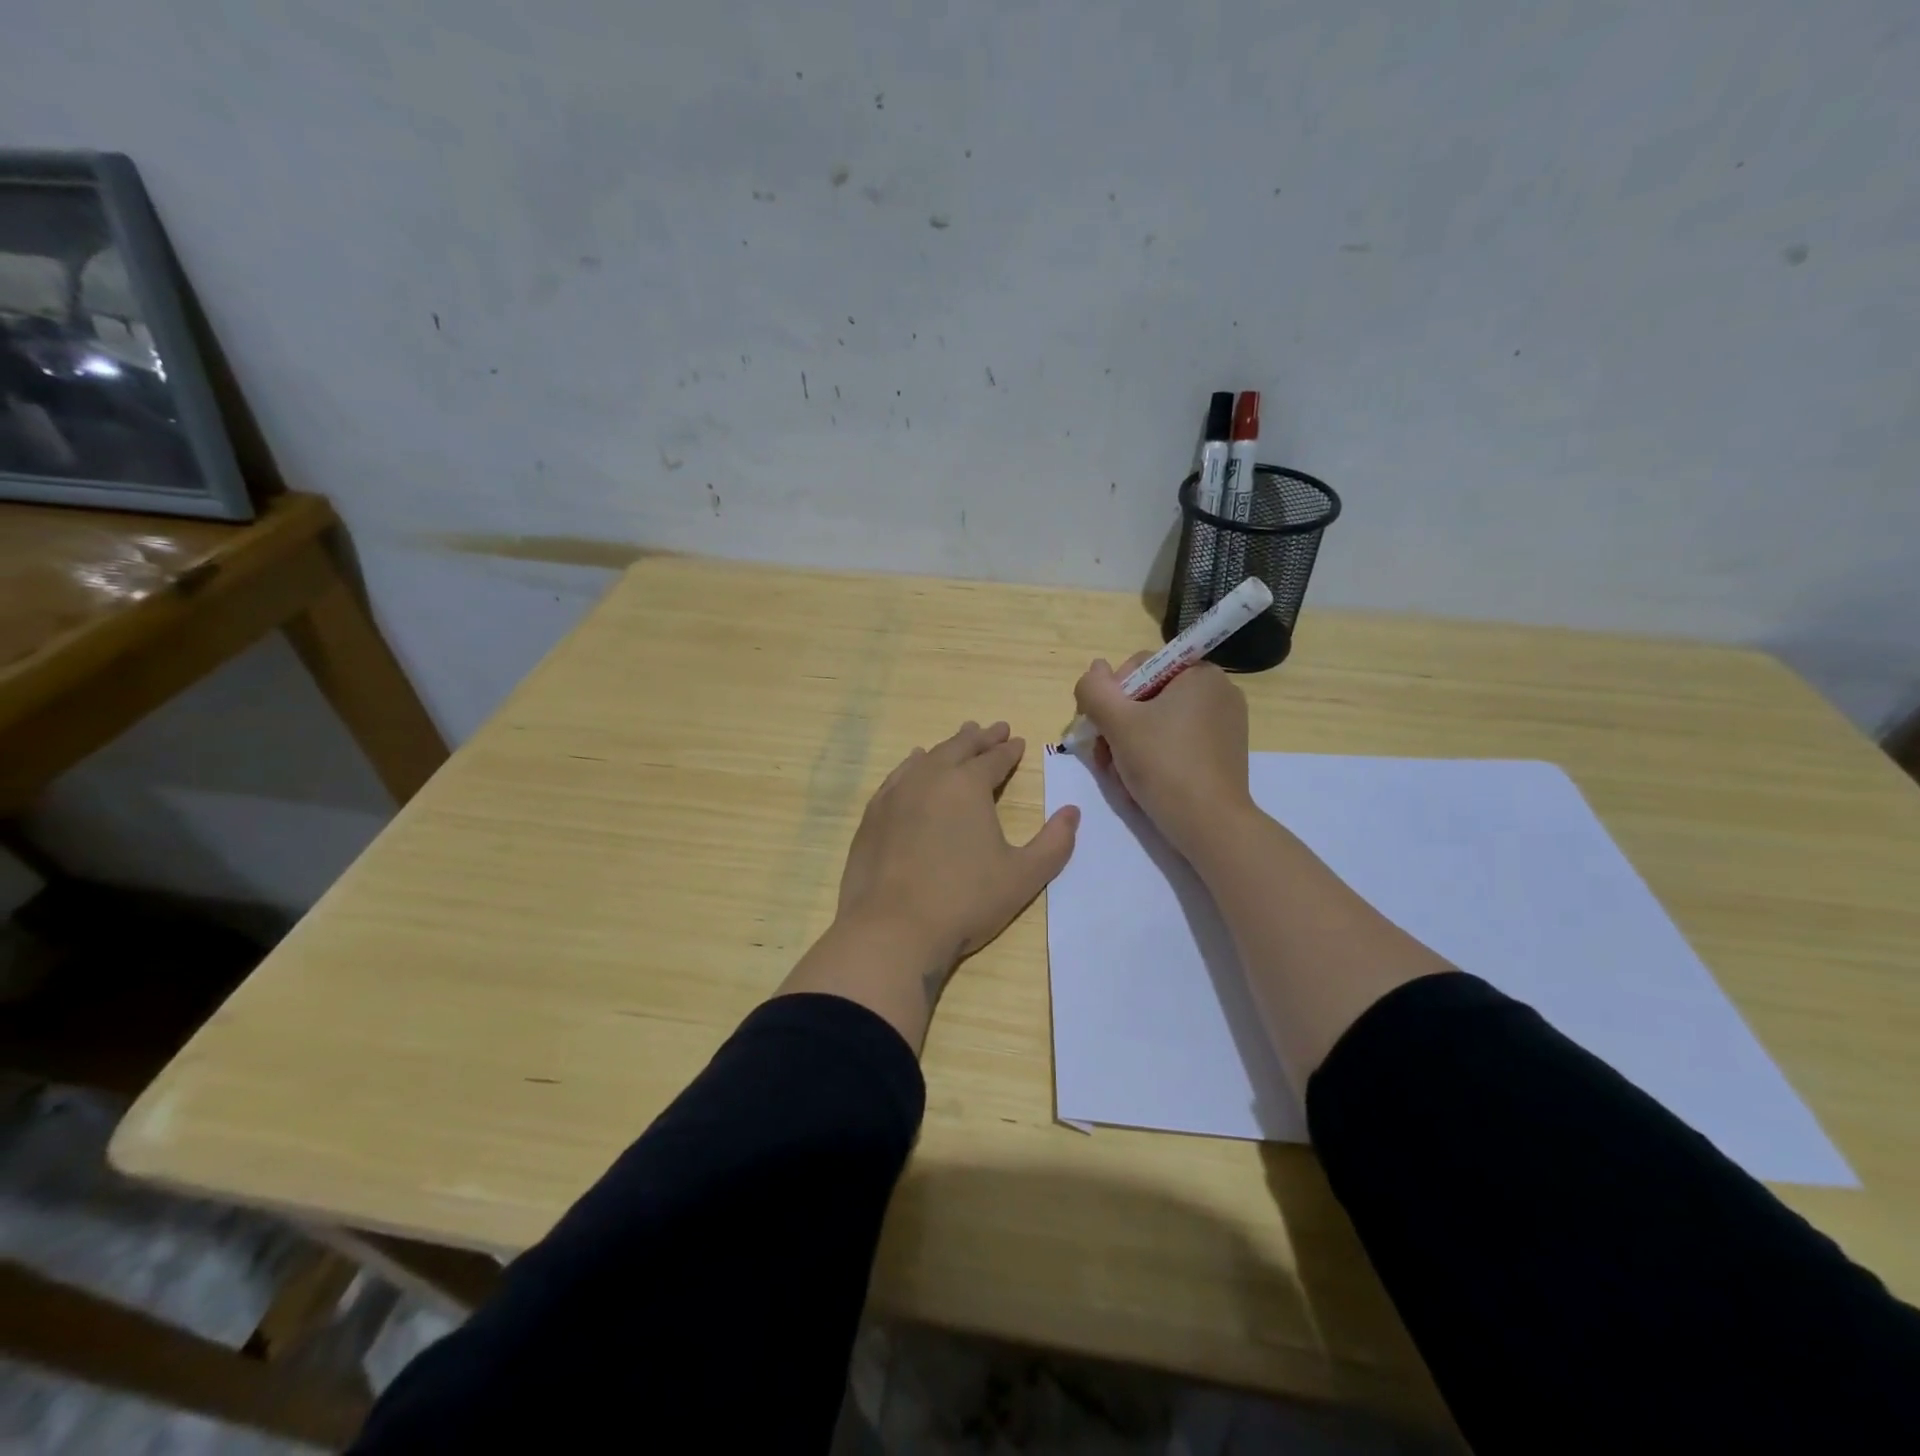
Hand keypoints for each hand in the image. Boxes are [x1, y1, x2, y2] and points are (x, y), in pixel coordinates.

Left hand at [836, 720, 1079, 982]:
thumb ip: (1054, 843)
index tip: (1017, 741)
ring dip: (947, 747)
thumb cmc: (965, 901)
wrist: (892, 928)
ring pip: (927, 758)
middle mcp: (931, 777)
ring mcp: (897, 793)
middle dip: (980, 738)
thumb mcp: (1023, 876)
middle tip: (994, 729)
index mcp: (968, 785)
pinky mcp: (873, 814)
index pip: (994, 758)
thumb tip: (1073, 812)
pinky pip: (898, 776)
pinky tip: (914, 765)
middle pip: (959, 747)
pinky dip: (913, 765)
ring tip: (959, 739)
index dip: (1008, 750)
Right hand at [1072, 654, 1253, 859]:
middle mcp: (1218, 693)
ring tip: (1118, 776)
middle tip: (1103, 757)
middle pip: (1147, 698)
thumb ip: (1095, 690)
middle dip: (1118, 727)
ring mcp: (1224, 725)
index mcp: (1200, 674)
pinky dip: (1153, 758)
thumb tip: (1095, 668)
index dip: (1111, 695)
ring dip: (1129, 746)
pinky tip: (1139, 783)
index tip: (1099, 727)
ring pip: (1158, 724)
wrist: (1210, 825)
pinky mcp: (1222, 754)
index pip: (1140, 667)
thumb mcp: (1118, 723)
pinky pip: (1177, 744)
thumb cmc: (1164, 765)